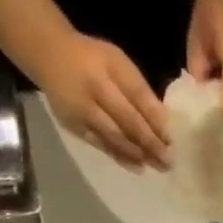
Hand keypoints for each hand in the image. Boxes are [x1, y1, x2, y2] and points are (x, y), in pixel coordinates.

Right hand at [38, 32, 170, 169]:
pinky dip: (121, 157)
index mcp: (107, 68)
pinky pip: (101, 145)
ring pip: (114, 137)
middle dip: (150, 142)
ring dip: (138, 154)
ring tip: (158, 166)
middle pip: (127, 121)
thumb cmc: (92, 59)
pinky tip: (137, 166)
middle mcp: (93, 90)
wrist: (49, 56)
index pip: (137, 96)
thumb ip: (137, 88)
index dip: (156, 118)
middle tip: (169, 160)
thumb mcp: (117, 62)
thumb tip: (163, 121)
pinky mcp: (74, 126)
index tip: (173, 137)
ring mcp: (81, 111)